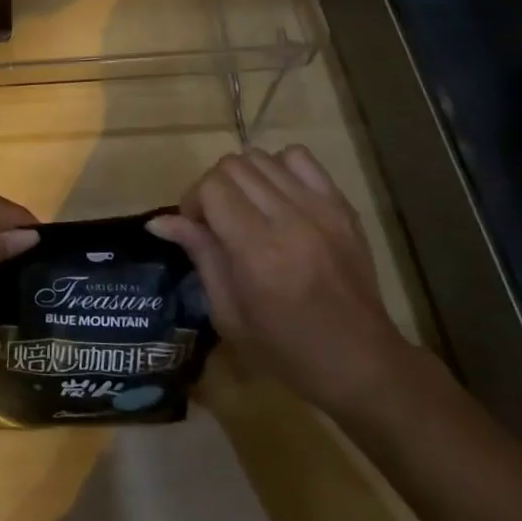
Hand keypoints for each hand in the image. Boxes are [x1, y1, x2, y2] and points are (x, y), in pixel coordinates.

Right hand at [148, 146, 413, 416]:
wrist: (362, 363)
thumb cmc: (287, 350)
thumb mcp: (229, 313)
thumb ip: (200, 255)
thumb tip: (159, 222)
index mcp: (258, 252)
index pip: (212, 187)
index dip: (193, 201)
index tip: (195, 228)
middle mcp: (290, 220)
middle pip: (233, 165)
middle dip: (214, 187)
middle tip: (217, 220)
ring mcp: (321, 208)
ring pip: (262, 157)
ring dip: (243, 178)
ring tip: (247, 209)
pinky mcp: (342, 206)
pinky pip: (299, 158)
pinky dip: (279, 169)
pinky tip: (278, 198)